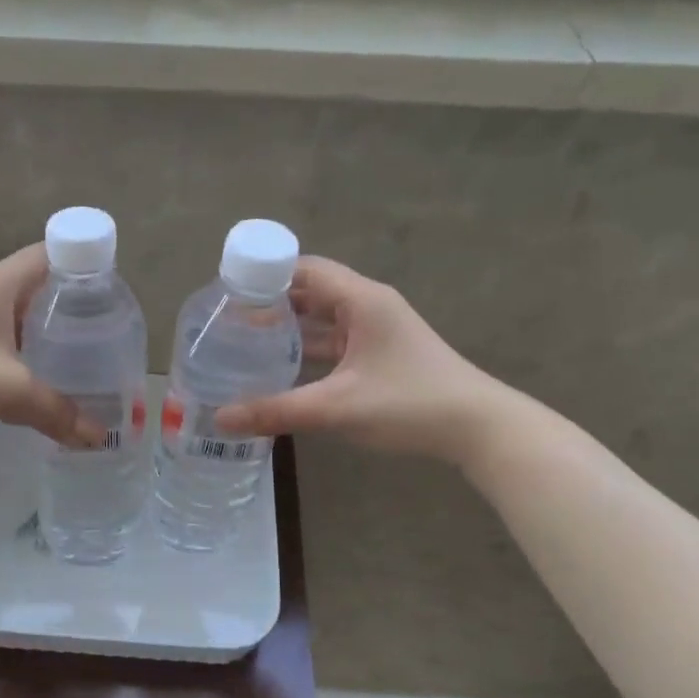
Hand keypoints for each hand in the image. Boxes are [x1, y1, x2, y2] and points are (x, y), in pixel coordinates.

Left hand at [0, 244, 103, 445]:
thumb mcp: (10, 390)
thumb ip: (57, 412)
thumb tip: (96, 437)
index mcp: (2, 283)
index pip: (53, 253)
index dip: (84, 265)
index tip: (110, 293)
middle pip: (39, 284)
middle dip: (71, 304)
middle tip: (102, 331)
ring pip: (18, 313)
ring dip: (45, 329)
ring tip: (77, 354)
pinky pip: (0, 335)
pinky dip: (22, 348)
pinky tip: (35, 374)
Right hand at [213, 257, 507, 463]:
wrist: (478, 428)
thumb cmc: (409, 404)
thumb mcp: (337, 407)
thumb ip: (276, 410)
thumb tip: (220, 419)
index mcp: (361, 300)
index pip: (304, 268)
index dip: (265, 275)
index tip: (227, 293)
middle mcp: (367, 306)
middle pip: (309, 291)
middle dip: (269, 303)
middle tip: (226, 320)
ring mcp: (375, 331)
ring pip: (321, 318)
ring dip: (287, 327)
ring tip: (243, 342)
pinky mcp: (379, 355)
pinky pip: (333, 341)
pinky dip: (306, 349)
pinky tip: (281, 368)